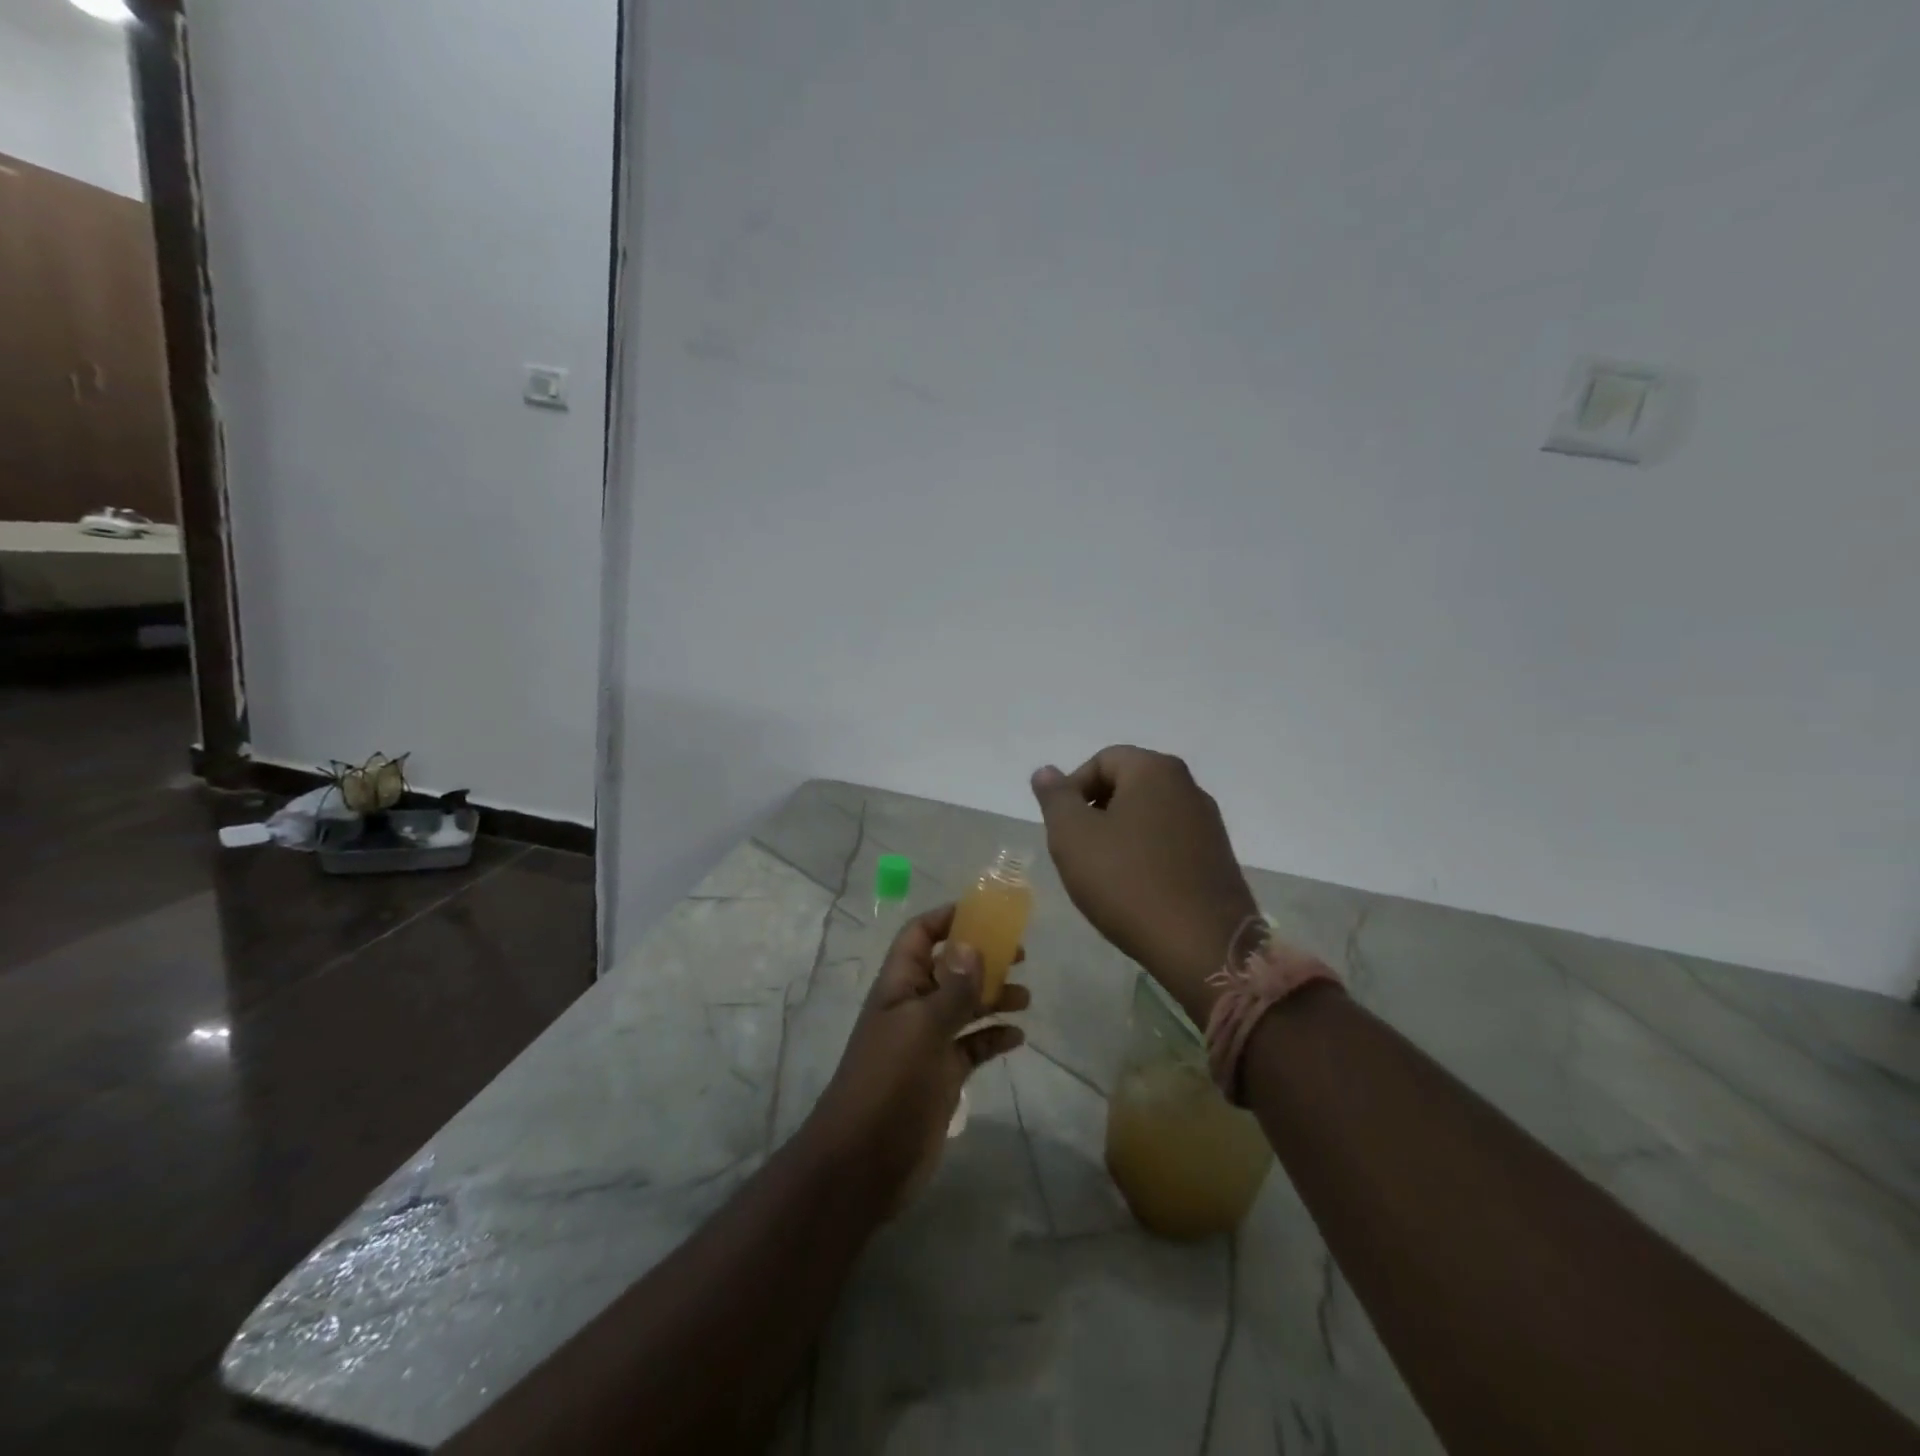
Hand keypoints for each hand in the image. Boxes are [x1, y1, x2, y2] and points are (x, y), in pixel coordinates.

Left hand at [806, 904, 1027, 1200]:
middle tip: (1021, 955)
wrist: (864, 1163)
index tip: (986, 913)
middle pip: (949, 968)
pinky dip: (993, 1037)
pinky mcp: (942, 1075)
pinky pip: (972, 1046)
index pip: (919, 936)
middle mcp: (913, 1007)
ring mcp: (928, 1043)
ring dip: (993, 997)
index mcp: (899, 986)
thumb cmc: (889, 1084)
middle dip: (982, 958)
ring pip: (965, 1007)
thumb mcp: (922, 1029)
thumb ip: (952, 988)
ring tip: (1026, 997)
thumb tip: (972, 943)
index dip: (947, 919)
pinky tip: (1018, 1037)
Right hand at [1031, 746, 1257, 1022]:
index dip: (1072, 789)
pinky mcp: (1218, 857)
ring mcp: (1208, 823)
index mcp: (1155, 770)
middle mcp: (1188, 786)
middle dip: (1096, 811)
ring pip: (1149, 815)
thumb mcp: (1073, 836)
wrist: (1202, 946)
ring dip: (1120, 835)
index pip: (1102, 760)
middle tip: (1077, 850)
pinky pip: (1171, 842)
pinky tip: (1135, 889)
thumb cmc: (1127, 882)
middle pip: (1128, 784)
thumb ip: (1056, 798)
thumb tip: (1046, 771)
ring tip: (1103, 873)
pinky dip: (1147, 855)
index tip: (1060, 827)